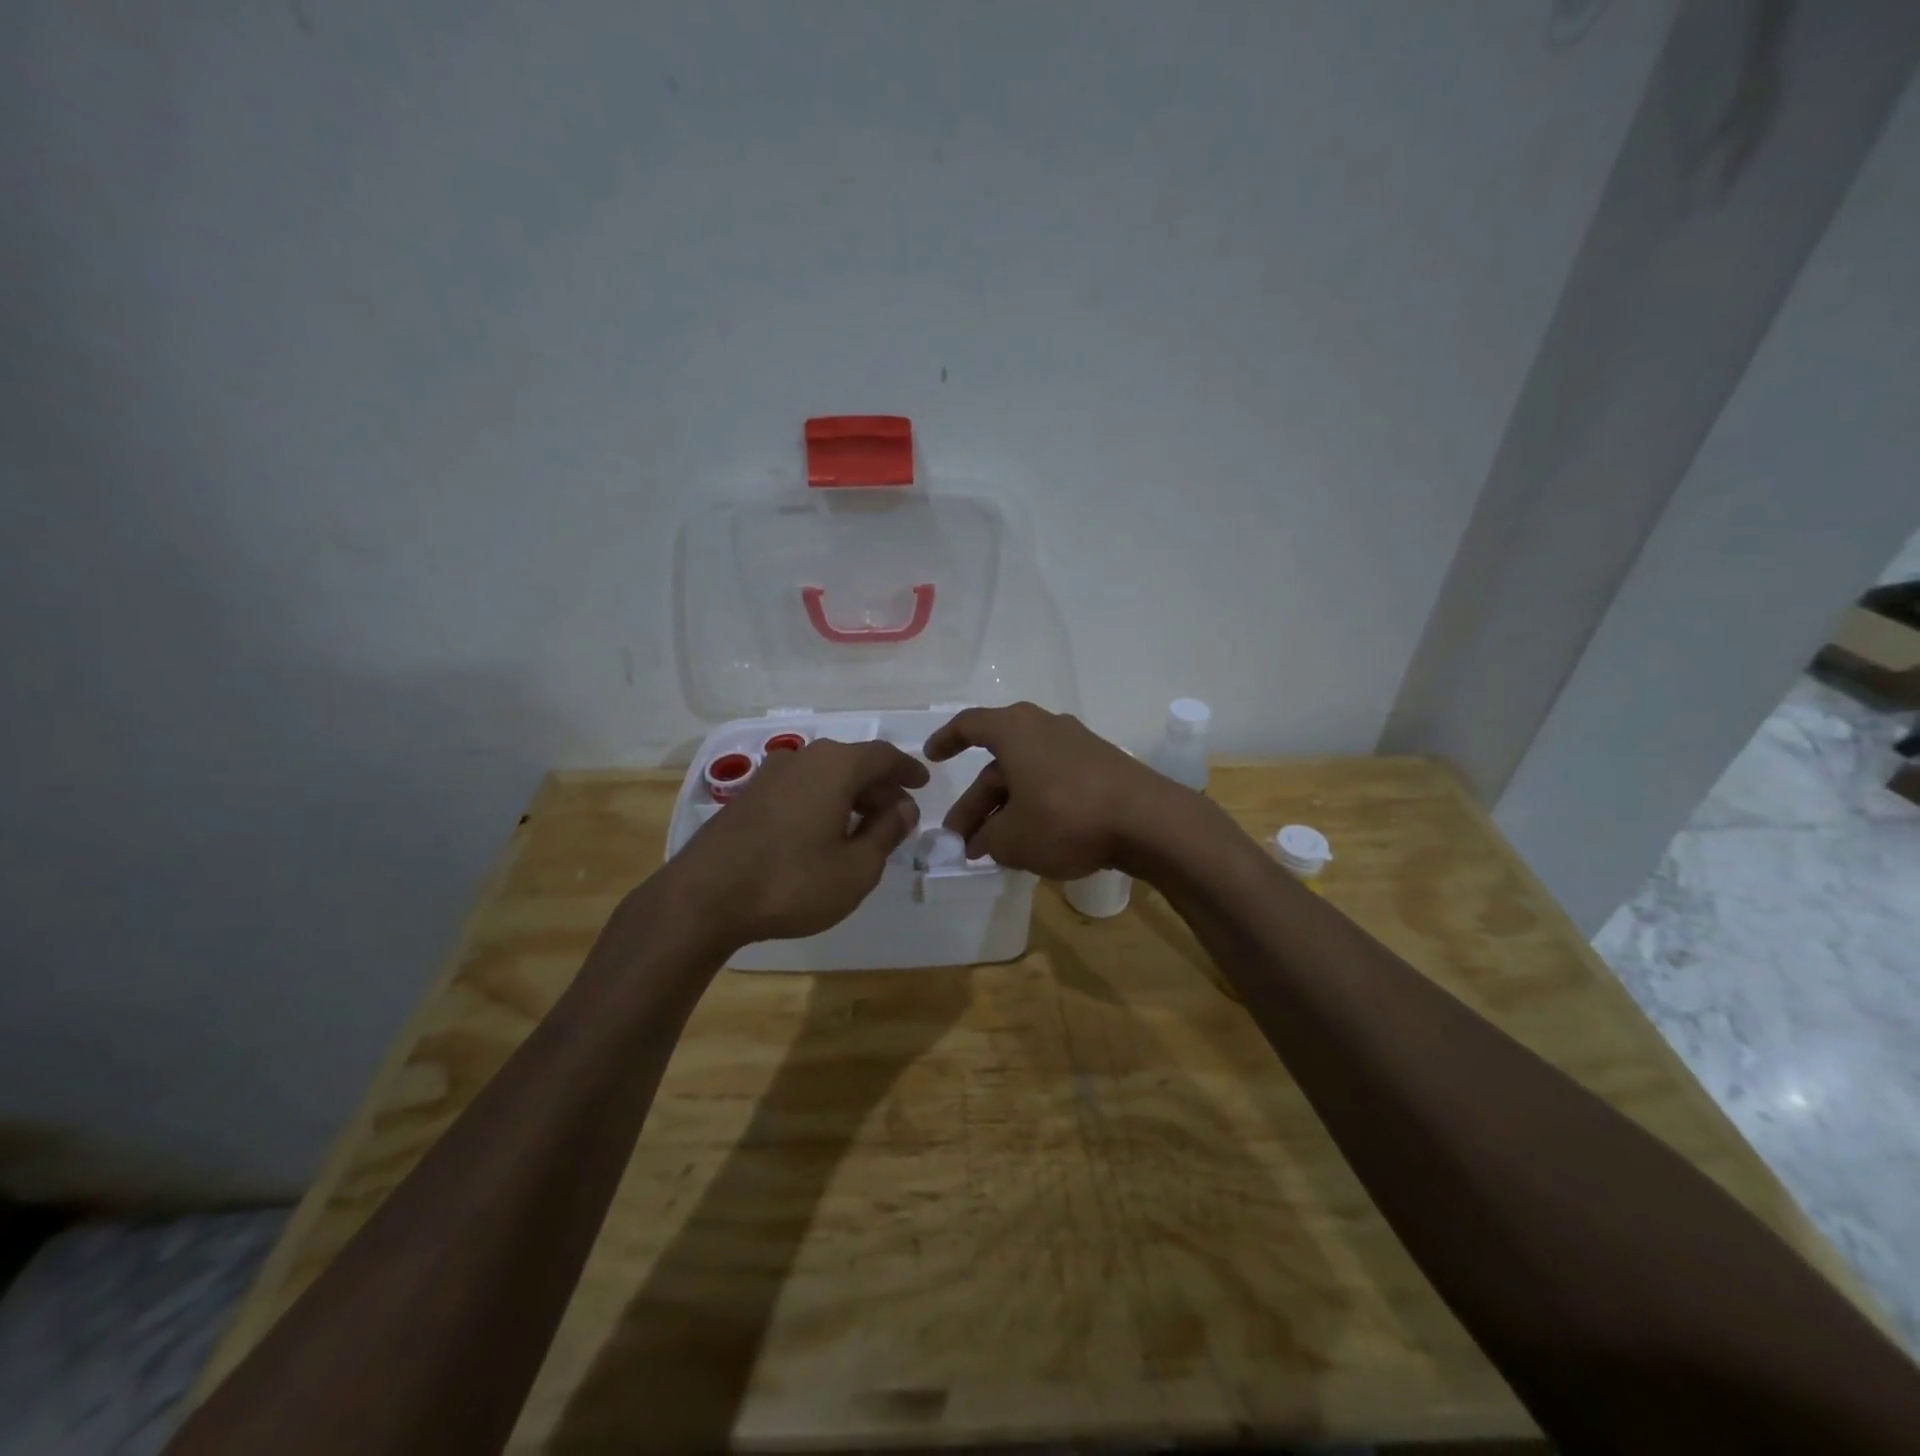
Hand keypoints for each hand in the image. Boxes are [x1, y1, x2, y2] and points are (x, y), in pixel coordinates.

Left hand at [667, 739, 928, 950]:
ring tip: (864, 827)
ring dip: (850, 795)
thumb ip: (886, 832)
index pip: (882, 756)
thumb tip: (904, 807)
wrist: (703, 898)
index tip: (923, 783)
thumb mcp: (856, 868)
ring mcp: (769, 775)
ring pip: (824, 775)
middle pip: (853, 763)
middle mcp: (802, 759)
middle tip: (899, 814)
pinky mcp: (748, 796)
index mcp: (835, 767)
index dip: (907, 769)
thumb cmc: (792, 882)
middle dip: (880, 786)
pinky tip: (823, 833)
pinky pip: (800, 788)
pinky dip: (822, 801)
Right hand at [924, 702, 1193, 879]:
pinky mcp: (1102, 767)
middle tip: (963, 841)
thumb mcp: (1012, 839)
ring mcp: (1077, 746)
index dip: (946, 740)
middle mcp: (1045, 727)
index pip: (969, 724)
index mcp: (1015, 730)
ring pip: (1027, 776)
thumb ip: (988, 839)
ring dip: (1006, 810)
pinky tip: (1035, 840)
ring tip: (996, 850)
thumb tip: (985, 841)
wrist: (1148, 821)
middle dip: (977, 804)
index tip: (932, 757)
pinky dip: (1037, 807)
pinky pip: (1055, 782)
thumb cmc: (1066, 818)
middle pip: (999, 764)